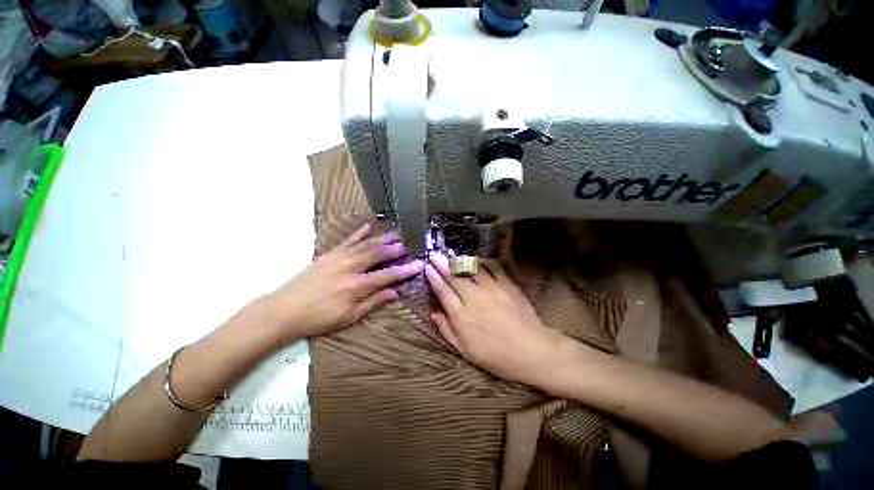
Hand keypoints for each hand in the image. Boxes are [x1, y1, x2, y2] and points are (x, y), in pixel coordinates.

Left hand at [266, 223, 422, 339]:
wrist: (283, 310)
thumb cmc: (318, 318)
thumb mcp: (349, 317)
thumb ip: (373, 302)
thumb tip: (395, 293)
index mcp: (357, 285)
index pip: (388, 275)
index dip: (405, 270)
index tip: (418, 265)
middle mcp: (350, 267)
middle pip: (378, 254)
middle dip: (396, 249)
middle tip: (409, 244)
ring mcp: (339, 257)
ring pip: (366, 244)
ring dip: (383, 238)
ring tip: (396, 234)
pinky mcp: (329, 254)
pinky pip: (348, 240)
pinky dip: (359, 233)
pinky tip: (368, 226)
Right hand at [425, 252, 567, 384]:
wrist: (532, 351)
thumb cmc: (496, 356)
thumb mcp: (466, 351)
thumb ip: (447, 331)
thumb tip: (434, 314)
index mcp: (461, 316)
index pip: (443, 292)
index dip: (434, 278)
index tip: (428, 268)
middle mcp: (473, 298)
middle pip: (454, 277)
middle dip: (442, 264)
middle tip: (435, 254)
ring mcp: (491, 289)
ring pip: (471, 270)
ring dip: (460, 260)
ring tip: (451, 253)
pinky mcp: (506, 285)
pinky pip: (493, 268)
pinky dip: (483, 262)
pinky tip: (477, 259)